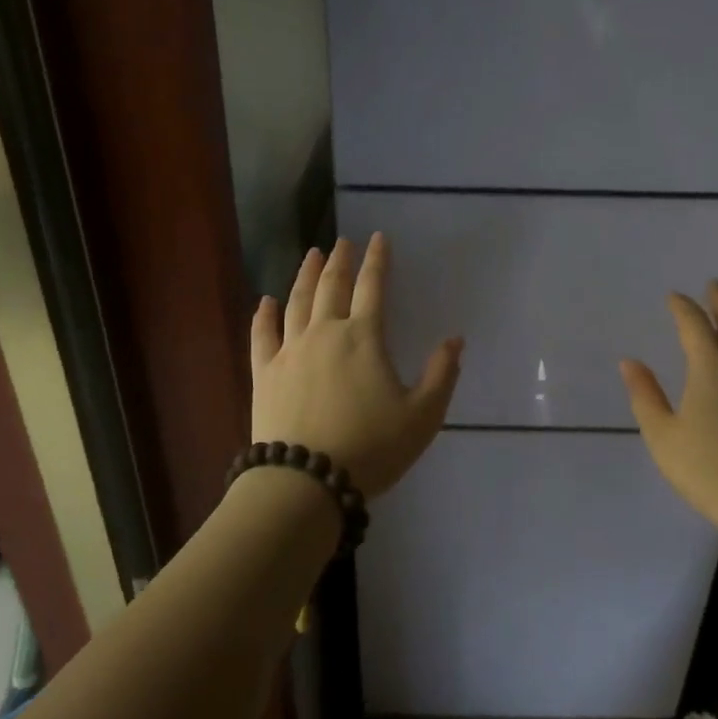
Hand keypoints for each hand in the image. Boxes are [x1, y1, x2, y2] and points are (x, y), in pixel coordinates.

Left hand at [250, 234, 462, 498]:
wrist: (306, 480)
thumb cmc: (371, 448)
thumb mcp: (422, 416)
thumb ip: (442, 375)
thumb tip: (455, 340)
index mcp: (363, 338)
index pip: (373, 287)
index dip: (377, 260)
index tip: (378, 238)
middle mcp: (324, 334)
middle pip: (331, 287)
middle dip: (339, 260)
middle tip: (343, 241)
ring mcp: (289, 351)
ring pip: (296, 302)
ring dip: (305, 276)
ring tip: (311, 255)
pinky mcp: (264, 373)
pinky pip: (262, 335)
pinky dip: (264, 315)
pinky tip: (265, 301)